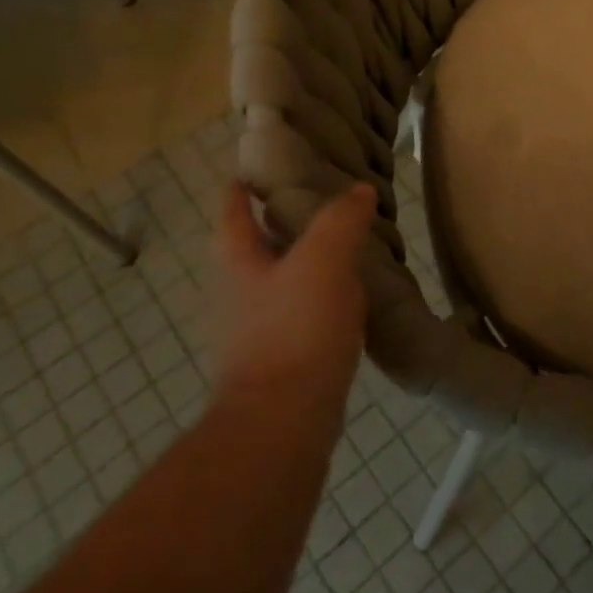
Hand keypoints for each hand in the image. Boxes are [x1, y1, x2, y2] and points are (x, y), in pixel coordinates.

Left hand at [215, 183, 374, 408]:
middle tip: (317, 202)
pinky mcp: (281, 360)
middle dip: (278, 225)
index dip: (240, 189)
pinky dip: (321, 299)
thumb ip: (341, 220)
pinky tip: (350, 300)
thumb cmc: (294, 329)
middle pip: (255, 248)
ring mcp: (257, 331)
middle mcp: (239, 293)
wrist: (283, 421)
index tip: (251, 170)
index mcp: (240, 262)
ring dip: (305, 263)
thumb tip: (359, 191)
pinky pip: (302, 315)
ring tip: (344, 247)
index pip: (233, 213)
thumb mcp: (323, 260)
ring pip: (281, 282)